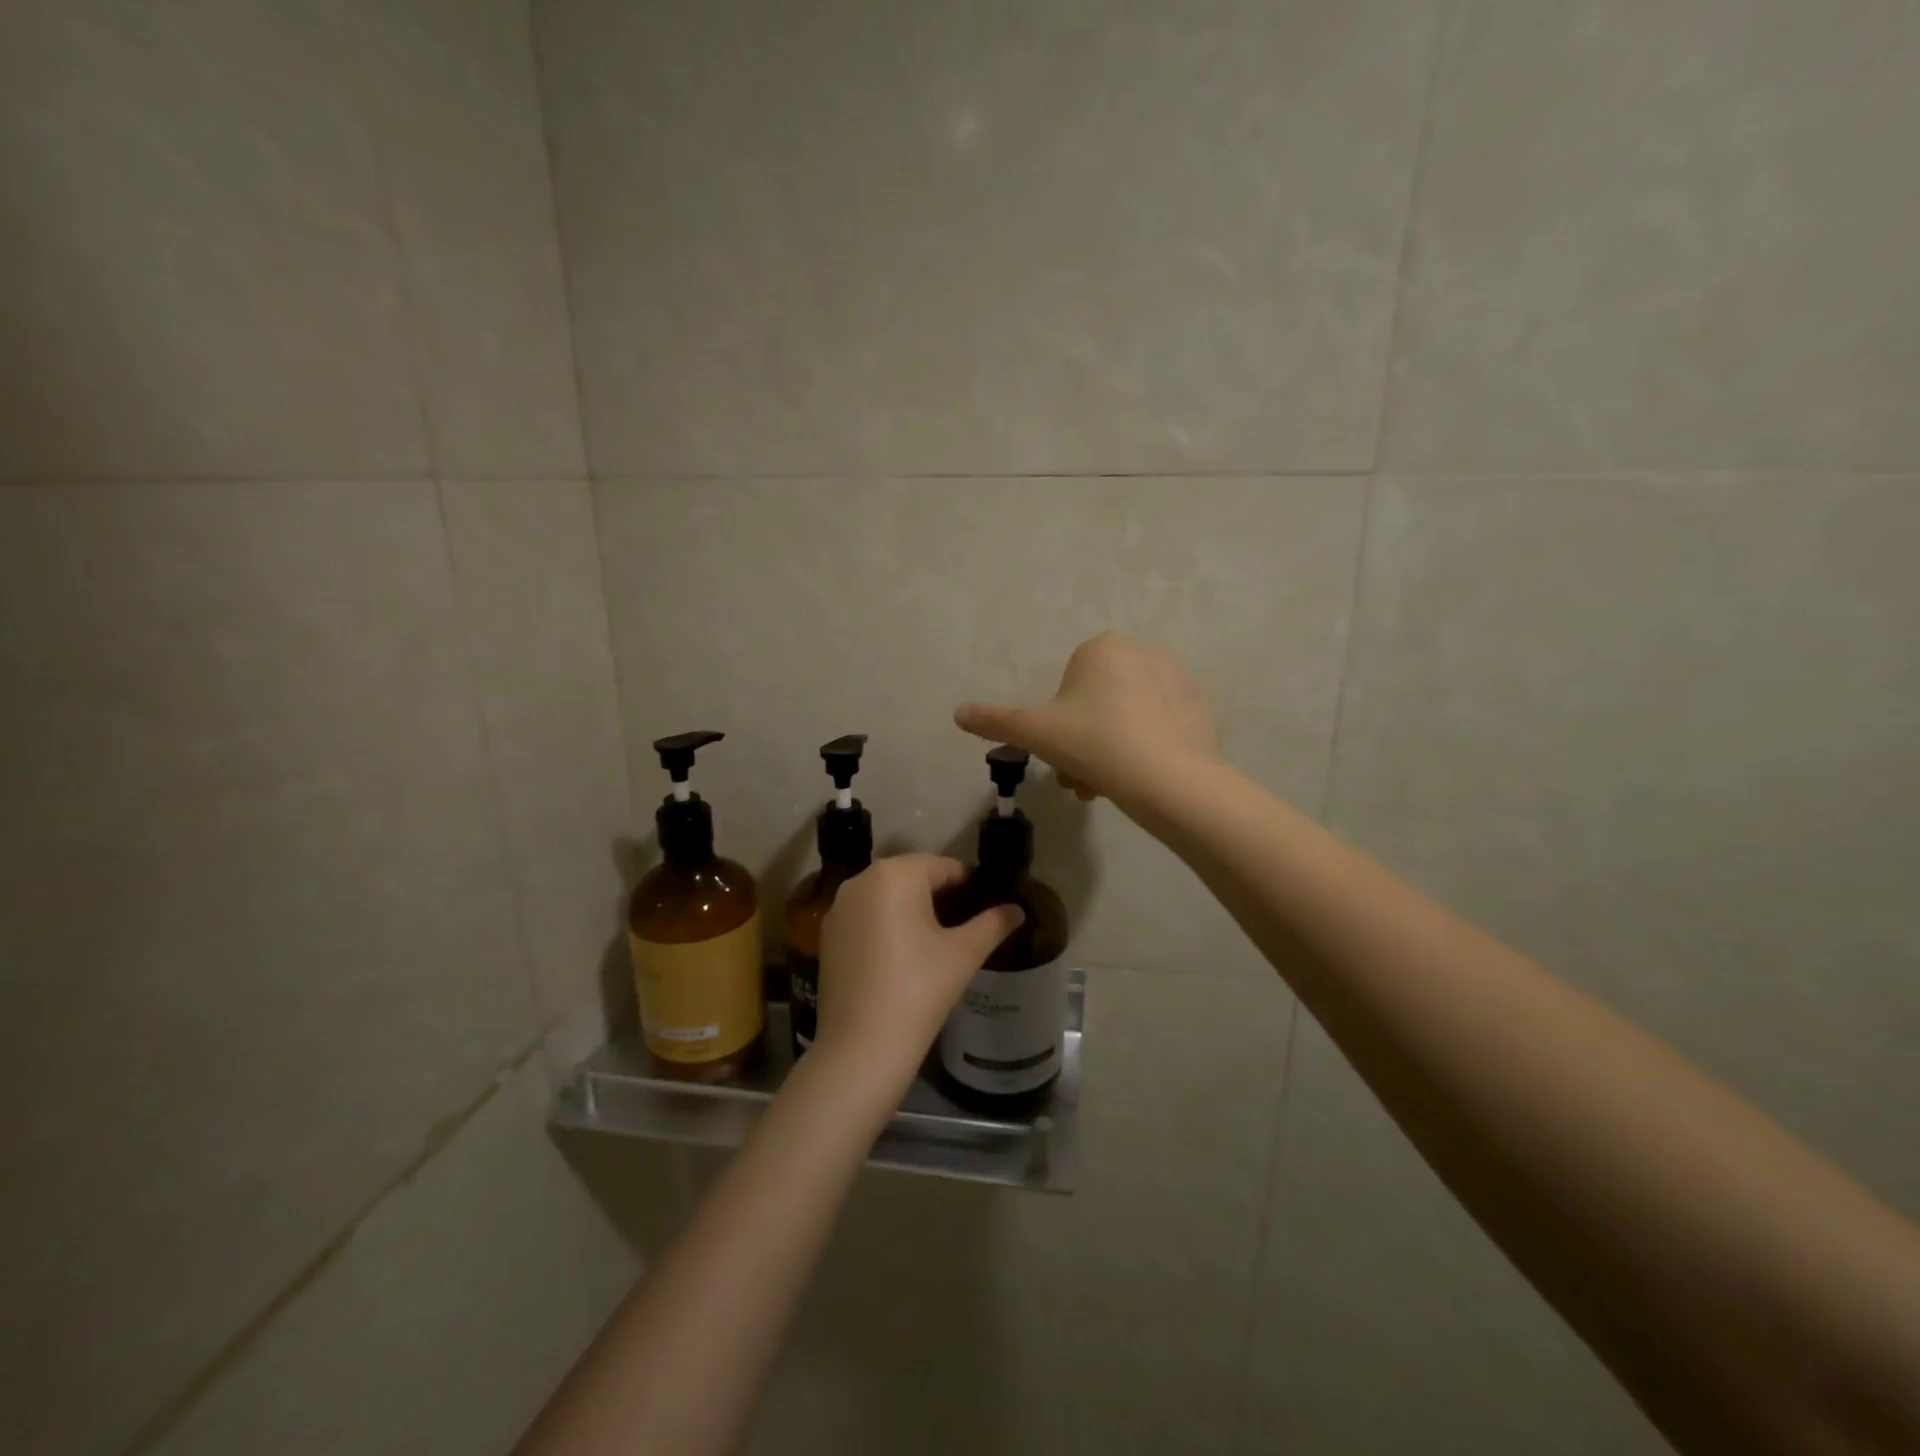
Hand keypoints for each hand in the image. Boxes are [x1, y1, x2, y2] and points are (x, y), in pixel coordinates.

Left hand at [814, 855, 1024, 1093]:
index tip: (986, 909)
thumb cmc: (918, 990)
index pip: (944, 867)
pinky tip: (904, 956)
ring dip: (913, 910)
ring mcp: (840, 908)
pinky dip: (887, 925)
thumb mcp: (964, 954)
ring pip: (888, 896)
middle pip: (913, 877)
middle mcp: (861, 880)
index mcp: (894, 874)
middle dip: (941, 896)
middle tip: (966, 927)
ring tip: (938, 942)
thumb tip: (1018, 909)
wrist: (860, 1048)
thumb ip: (992, 924)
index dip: (970, 886)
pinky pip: (867, 916)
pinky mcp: (829, 935)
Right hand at [954, 632, 1219, 807]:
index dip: (1060, 723)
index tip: (1061, 753)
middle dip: (1085, 742)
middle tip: (1082, 777)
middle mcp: (1142, 651)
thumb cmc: (1093, 744)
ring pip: (1129, 715)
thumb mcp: (1035, 733)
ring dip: (1111, 749)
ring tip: (1107, 786)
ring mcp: (1178, 678)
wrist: (1167, 778)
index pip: (1069, 686)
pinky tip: (1142, 777)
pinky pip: (1162, 726)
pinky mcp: (1202, 708)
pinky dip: (1148, 747)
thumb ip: (996, 720)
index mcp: (1101, 648)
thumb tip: (958, 713)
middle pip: (1099, 702)